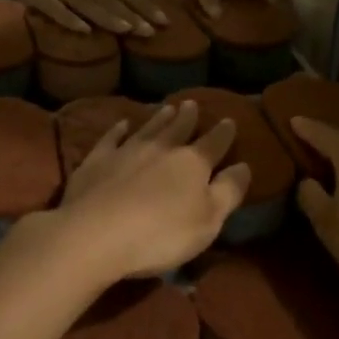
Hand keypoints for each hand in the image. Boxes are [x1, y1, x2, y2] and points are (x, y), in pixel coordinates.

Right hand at [0, 0, 167, 34]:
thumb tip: (120, 1)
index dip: (143, 4)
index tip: (164, 19)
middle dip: (133, 15)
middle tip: (154, 32)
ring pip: (88, 3)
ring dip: (109, 17)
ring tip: (128, 31)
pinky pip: (56, 9)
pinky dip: (70, 19)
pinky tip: (84, 30)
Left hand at [55, 101, 249, 281]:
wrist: (95, 234)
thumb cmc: (161, 234)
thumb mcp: (209, 221)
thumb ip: (228, 192)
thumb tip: (244, 166)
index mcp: (192, 163)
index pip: (214, 143)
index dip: (224, 133)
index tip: (229, 120)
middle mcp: (161, 149)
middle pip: (178, 128)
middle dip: (188, 117)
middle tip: (192, 103)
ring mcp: (126, 151)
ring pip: (148, 128)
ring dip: (159, 118)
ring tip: (167, 107)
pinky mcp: (96, 161)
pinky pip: (111, 138)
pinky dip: (118, 129)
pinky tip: (122, 124)